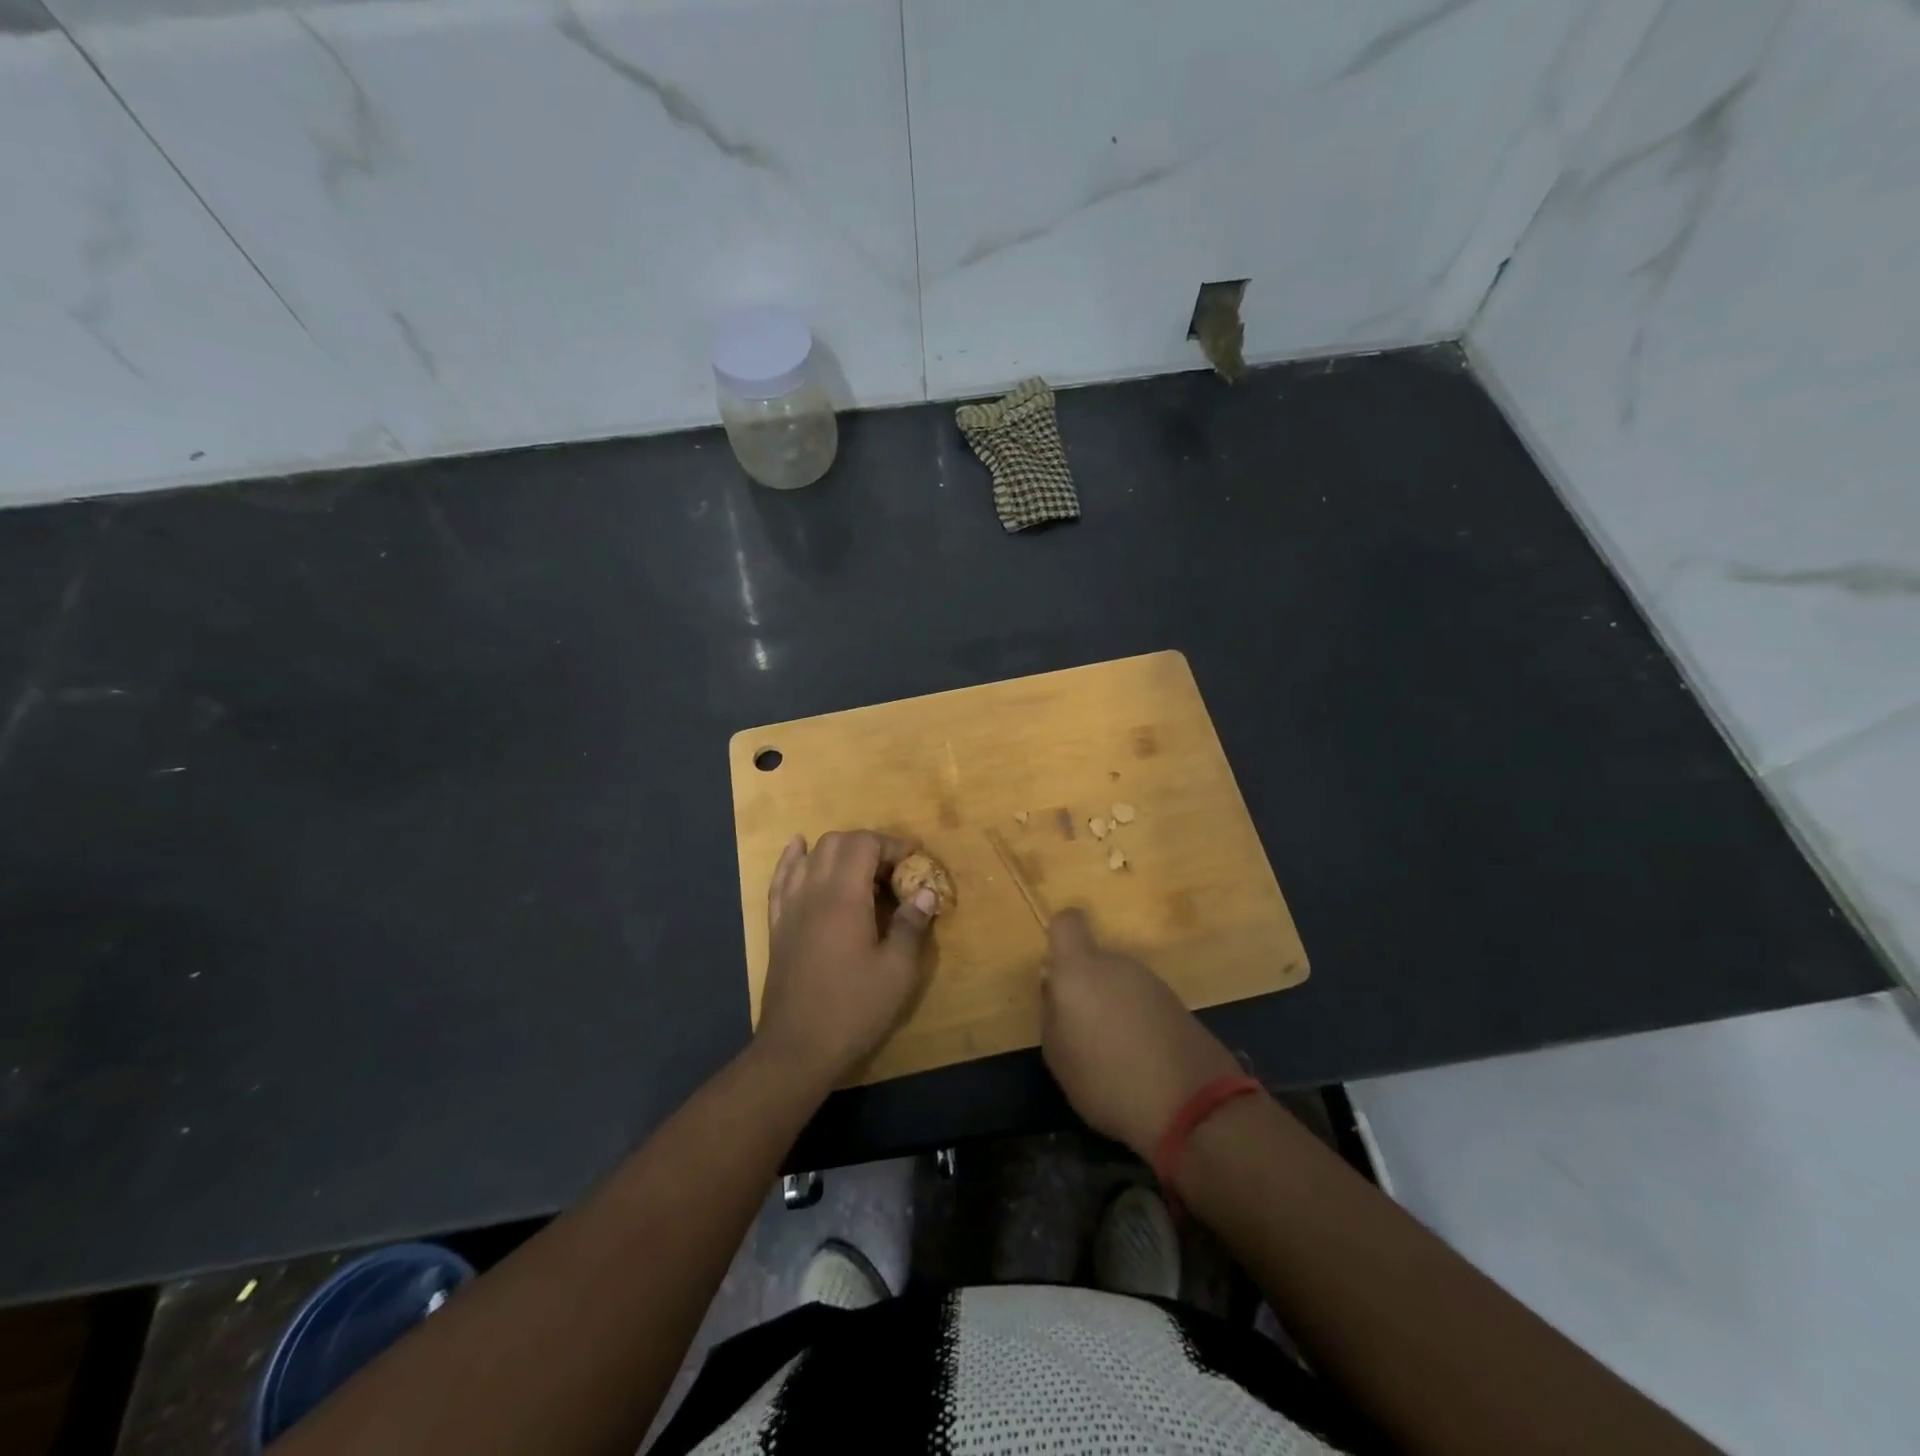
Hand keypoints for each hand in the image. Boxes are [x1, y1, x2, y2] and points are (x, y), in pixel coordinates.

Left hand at [756, 830, 939, 1087]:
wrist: (797, 1048)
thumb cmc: (853, 1009)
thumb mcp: (897, 972)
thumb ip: (911, 926)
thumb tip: (926, 892)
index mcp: (844, 897)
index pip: (865, 844)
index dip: (892, 844)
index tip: (915, 859)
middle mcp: (813, 891)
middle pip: (837, 843)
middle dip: (869, 845)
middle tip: (893, 870)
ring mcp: (790, 907)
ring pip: (811, 855)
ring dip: (839, 850)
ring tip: (861, 868)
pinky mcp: (778, 924)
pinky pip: (782, 877)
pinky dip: (794, 858)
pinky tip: (800, 848)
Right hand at [1040, 909, 1241, 1158]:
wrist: (1193, 1107)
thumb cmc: (1107, 1080)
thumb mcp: (1058, 1055)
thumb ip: (1051, 1011)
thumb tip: (1054, 985)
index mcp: (1080, 969)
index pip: (1067, 922)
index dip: (1058, 939)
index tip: (1056, 973)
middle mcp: (1117, 964)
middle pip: (1093, 961)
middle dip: (1085, 987)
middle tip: (1080, 1031)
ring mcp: (1151, 982)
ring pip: (1118, 983)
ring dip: (1111, 1007)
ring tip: (1111, 1054)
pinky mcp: (1177, 1003)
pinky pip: (1142, 1003)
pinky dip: (1136, 1022)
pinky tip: (1139, 1060)